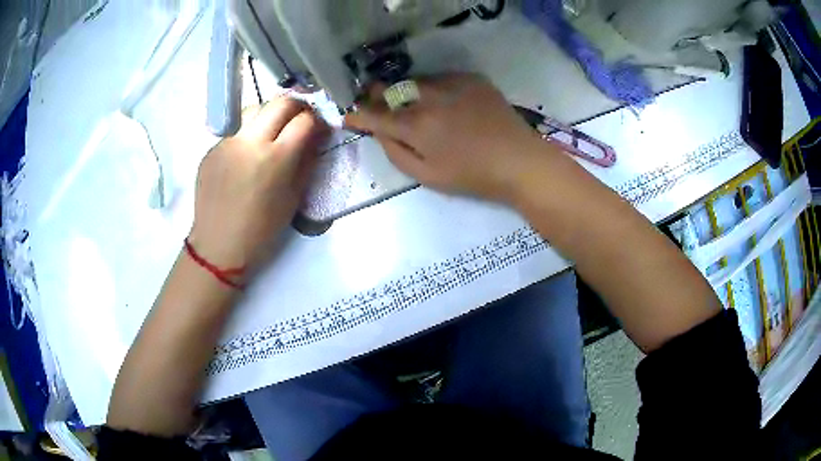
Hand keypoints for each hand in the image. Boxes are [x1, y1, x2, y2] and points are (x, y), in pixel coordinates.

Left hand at [188, 97, 328, 275]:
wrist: (218, 244)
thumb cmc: (261, 229)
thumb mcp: (293, 198)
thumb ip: (307, 161)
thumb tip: (316, 136)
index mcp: (276, 158)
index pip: (304, 119)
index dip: (317, 120)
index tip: (319, 127)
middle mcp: (250, 142)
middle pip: (280, 102)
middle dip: (296, 106)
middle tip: (300, 119)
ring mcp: (228, 142)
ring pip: (254, 110)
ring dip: (269, 115)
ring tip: (272, 133)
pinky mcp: (212, 148)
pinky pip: (235, 131)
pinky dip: (247, 135)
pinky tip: (246, 156)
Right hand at [345, 73, 549, 201]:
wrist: (519, 160)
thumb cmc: (472, 176)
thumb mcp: (427, 176)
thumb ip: (396, 152)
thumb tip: (378, 131)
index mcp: (416, 125)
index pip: (374, 113)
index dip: (357, 114)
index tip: (349, 114)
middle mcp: (429, 97)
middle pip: (391, 89)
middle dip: (377, 95)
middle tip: (374, 101)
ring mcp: (452, 83)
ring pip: (416, 81)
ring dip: (408, 91)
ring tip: (413, 103)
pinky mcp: (472, 78)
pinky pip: (442, 79)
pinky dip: (435, 88)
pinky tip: (445, 102)